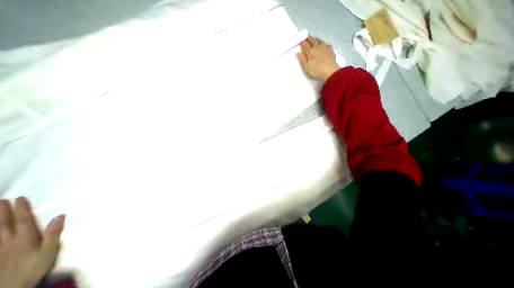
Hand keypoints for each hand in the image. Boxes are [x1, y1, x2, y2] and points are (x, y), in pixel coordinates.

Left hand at [0, 198, 64, 287]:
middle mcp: (7, 242)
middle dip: (2, 212)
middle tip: (1, 200)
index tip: (20, 198)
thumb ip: (54, 234)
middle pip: (3, 225)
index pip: (23, 220)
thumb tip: (60, 215)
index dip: (21, 209)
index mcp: (25, 239)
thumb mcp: (50, 251)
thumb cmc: (35, 268)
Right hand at [295, 36, 339, 80]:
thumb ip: (302, 60)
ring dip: (316, 39)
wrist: (330, 71)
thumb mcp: (306, 67)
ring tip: (314, 40)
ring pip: (320, 41)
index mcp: (310, 52)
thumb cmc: (317, 70)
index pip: (305, 45)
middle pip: (312, 40)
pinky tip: (324, 46)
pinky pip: (327, 45)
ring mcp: (325, 48)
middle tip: (306, 37)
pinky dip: (325, 44)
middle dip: (309, 38)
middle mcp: (317, 47)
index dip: (302, 43)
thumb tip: (298, 53)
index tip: (300, 41)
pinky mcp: (330, 50)